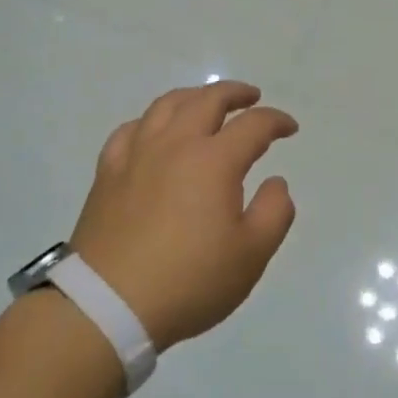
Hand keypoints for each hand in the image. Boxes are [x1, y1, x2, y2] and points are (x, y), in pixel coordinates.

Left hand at [70, 81, 297, 350]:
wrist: (108, 304)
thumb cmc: (189, 281)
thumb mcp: (251, 255)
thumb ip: (274, 212)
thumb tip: (275, 182)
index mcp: (214, 161)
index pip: (253, 125)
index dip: (276, 121)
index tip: (290, 129)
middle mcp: (175, 144)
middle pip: (207, 100)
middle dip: (235, 93)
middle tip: (251, 97)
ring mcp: (136, 155)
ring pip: (166, 105)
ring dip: (193, 96)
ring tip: (205, 102)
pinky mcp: (108, 173)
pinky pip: (130, 130)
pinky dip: (149, 121)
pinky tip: (153, 131)